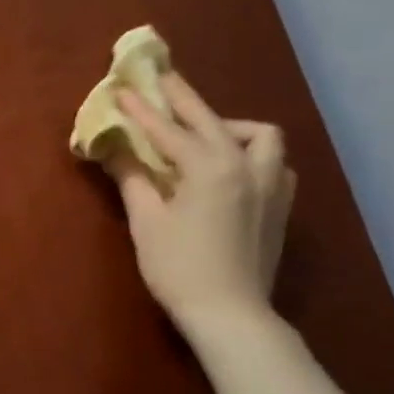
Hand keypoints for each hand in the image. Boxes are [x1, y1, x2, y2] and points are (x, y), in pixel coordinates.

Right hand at [107, 72, 295, 331]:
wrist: (230, 313)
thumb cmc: (179, 268)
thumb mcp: (147, 222)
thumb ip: (133, 179)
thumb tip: (114, 150)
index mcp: (210, 168)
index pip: (168, 130)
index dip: (141, 110)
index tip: (121, 89)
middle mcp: (246, 166)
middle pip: (211, 120)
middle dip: (183, 99)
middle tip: (162, 79)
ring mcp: (270, 185)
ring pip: (259, 136)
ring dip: (229, 126)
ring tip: (204, 133)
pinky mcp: (279, 205)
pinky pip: (273, 162)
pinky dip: (252, 153)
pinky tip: (233, 167)